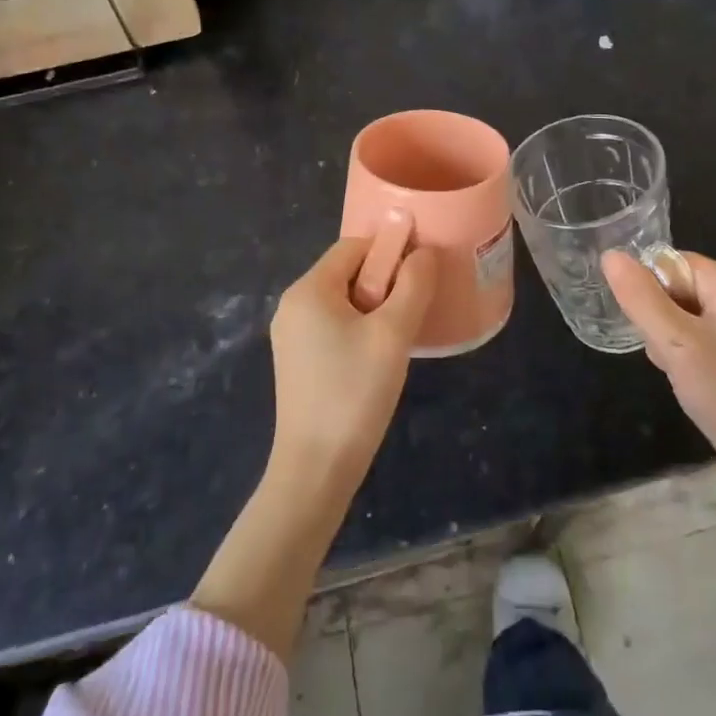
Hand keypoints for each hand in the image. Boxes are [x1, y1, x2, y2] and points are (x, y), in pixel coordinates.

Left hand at [267, 237, 435, 496]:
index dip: (390, 252)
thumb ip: (413, 285)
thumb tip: (424, 252)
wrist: (316, 469)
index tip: (419, 277)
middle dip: (384, 283)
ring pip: (343, 301)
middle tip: (412, 312)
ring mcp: (291, 335)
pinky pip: (333, 326)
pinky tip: (378, 358)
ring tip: (399, 338)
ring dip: (375, 309)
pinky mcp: (297, 361)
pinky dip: (359, 329)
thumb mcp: (393, 334)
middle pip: (348, 272)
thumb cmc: (354, 393)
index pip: (355, 246)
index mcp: (308, 289)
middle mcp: (293, 305)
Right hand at [603, 250, 715, 514]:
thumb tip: (609, 255)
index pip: (669, 264)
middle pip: (675, 285)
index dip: (652, 295)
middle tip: (672, 356)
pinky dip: (686, 348)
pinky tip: (692, 374)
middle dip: (661, 319)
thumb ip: (640, 297)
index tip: (658, 333)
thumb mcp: (675, 343)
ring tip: (682, 369)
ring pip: (681, 309)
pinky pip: (696, 327)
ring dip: (670, 337)